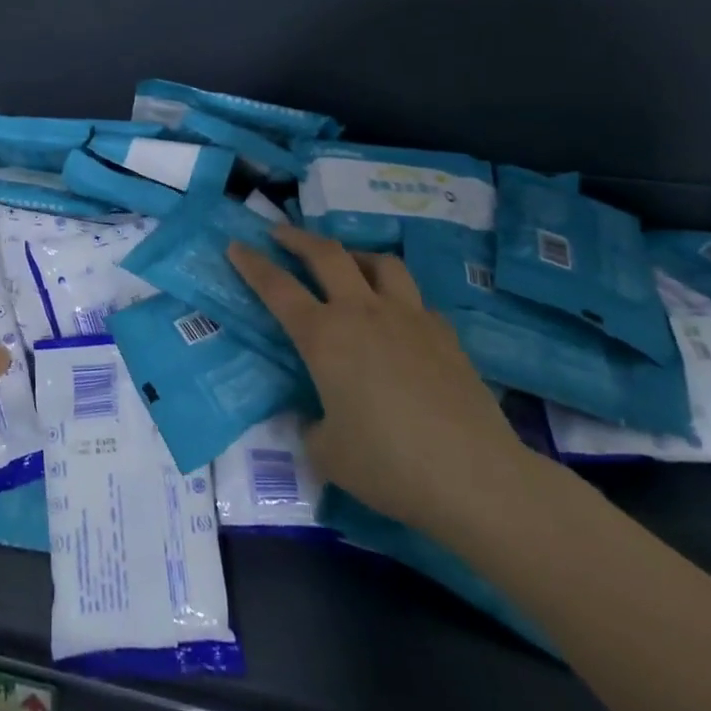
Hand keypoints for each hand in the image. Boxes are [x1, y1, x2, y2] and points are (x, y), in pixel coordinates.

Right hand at [226, 225, 532, 539]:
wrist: (475, 477)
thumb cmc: (389, 465)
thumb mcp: (327, 454)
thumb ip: (312, 427)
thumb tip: (317, 417)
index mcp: (324, 337)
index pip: (277, 287)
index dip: (252, 264)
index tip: (235, 246)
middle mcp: (362, 313)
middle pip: (326, 254)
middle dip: (297, 238)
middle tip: (280, 234)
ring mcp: (408, 317)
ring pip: (378, 262)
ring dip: (354, 255)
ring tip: (346, 262)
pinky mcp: (444, 333)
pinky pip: (414, 299)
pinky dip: (396, 296)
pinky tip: (396, 318)